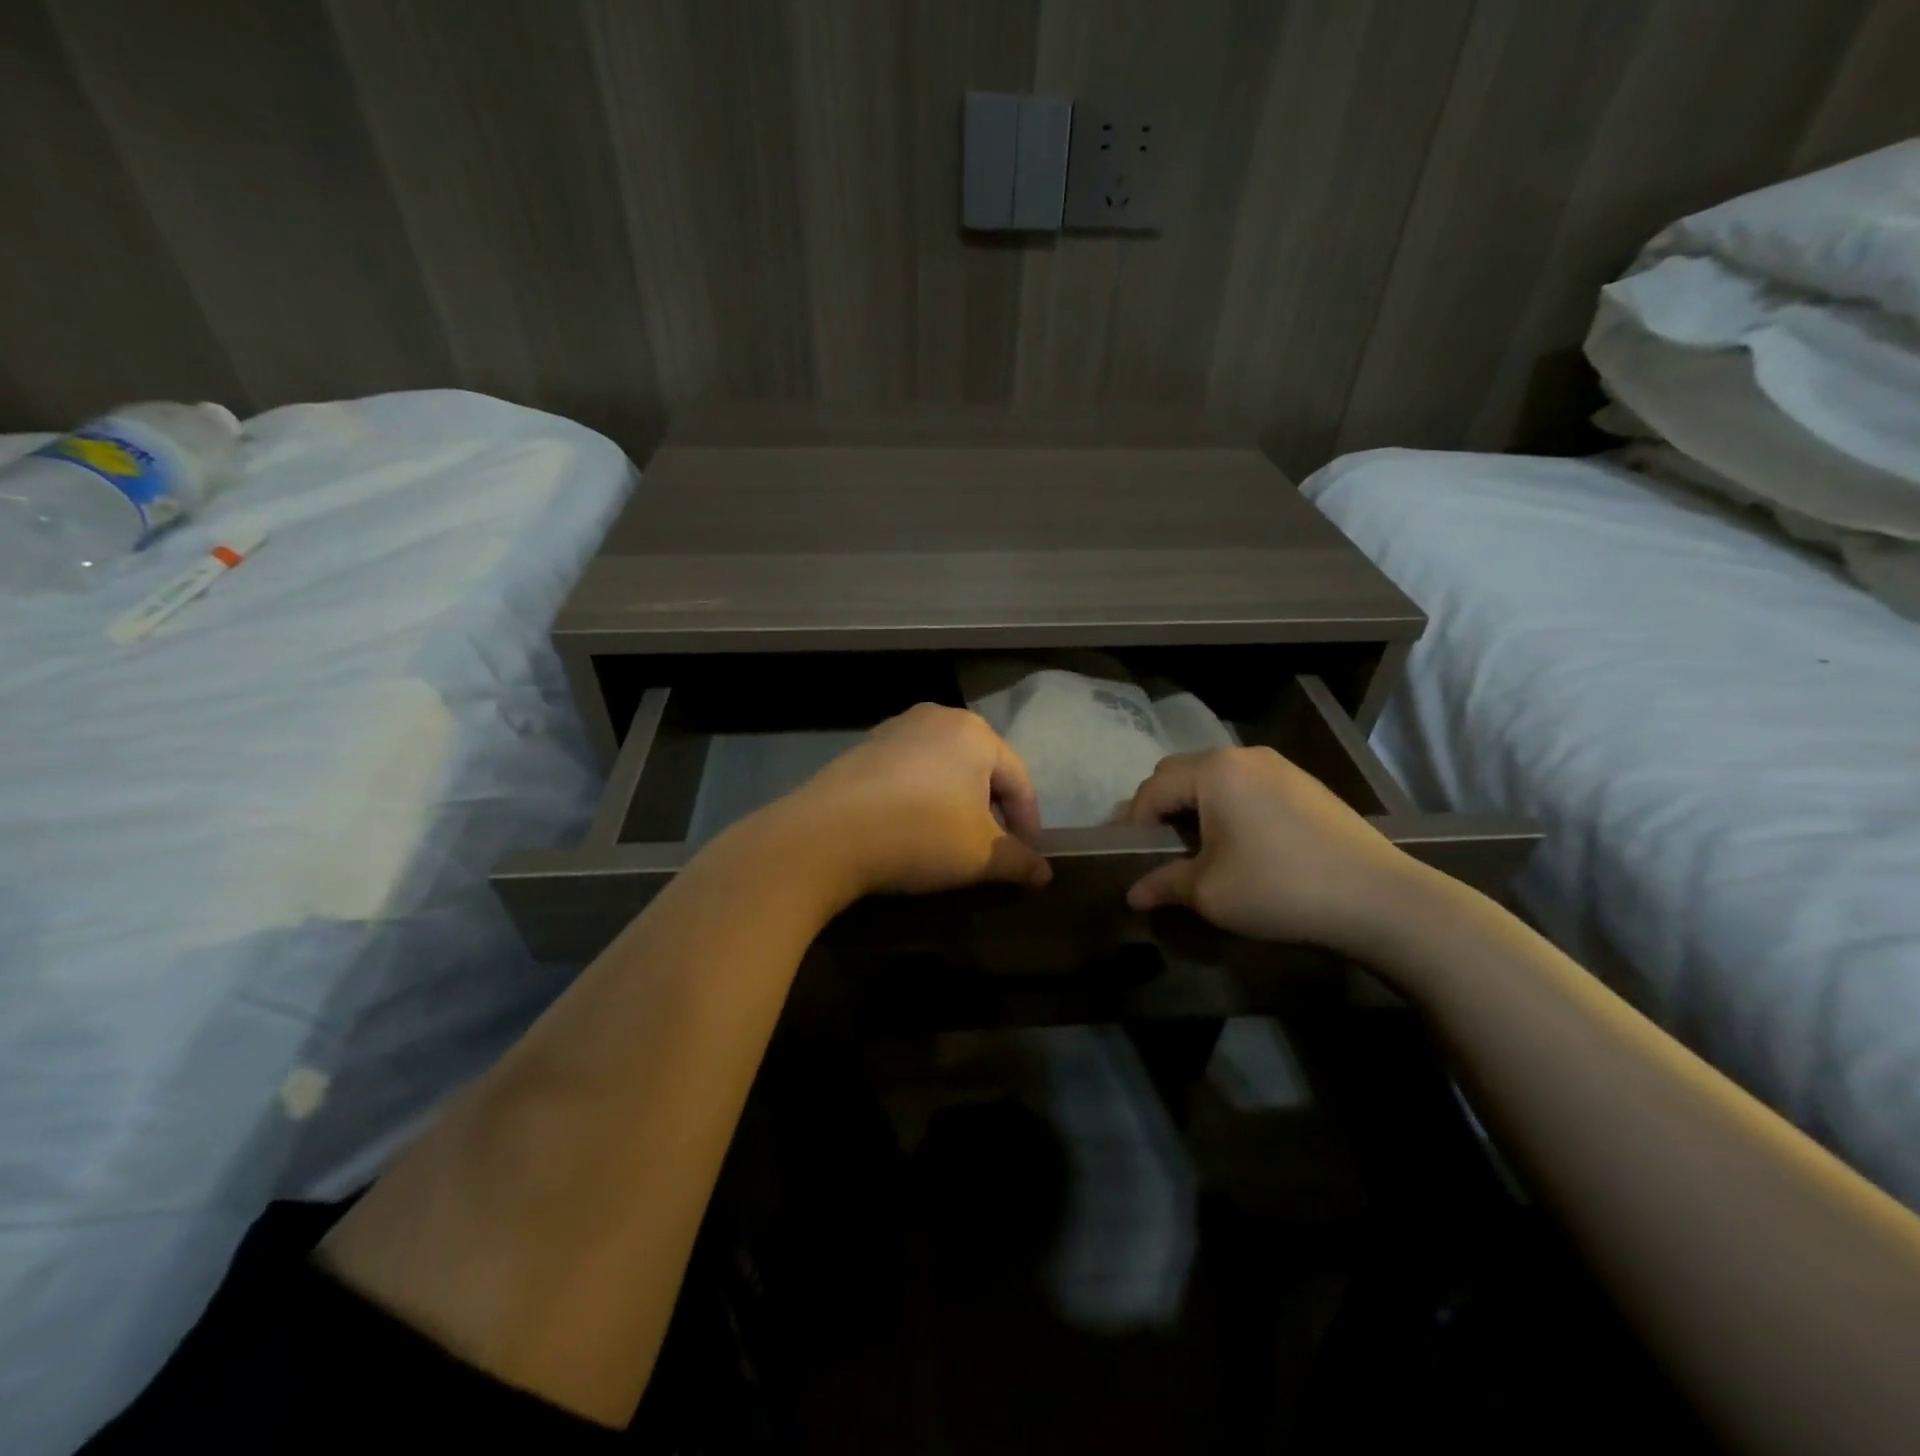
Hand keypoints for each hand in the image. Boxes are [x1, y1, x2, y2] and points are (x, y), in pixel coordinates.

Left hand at [776, 704, 1052, 899]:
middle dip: (990, 810)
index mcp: (974, 732)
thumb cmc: (920, 834)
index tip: (1028, 857)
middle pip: (980, 768)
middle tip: (991, 848)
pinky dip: (920, 798)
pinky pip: (908, 773)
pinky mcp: (862, 749)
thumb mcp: (981, 855)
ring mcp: (893, 730)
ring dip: (954, 803)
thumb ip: (1019, 861)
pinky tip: (909, 828)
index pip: (1018, 780)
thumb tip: (1045, 875)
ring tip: (951, 840)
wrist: (825, 835)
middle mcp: (936, 717)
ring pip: (942, 769)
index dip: (1029, 822)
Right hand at [1123, 746, 1415, 953]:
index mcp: (1214, 771)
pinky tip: (1240, 840)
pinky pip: (1247, 784)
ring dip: (1195, 804)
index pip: (1153, 788)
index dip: (1133, 822)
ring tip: (1196, 844)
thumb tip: (1132, 895)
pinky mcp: (1305, 784)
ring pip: (1216, 776)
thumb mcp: (1209, 892)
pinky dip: (1228, 805)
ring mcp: (1279, 766)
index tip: (1128, 855)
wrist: (1378, 898)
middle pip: (1181, 772)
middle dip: (1161, 806)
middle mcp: (1243, 756)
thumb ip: (1164, 885)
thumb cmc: (1279, 888)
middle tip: (1157, 846)